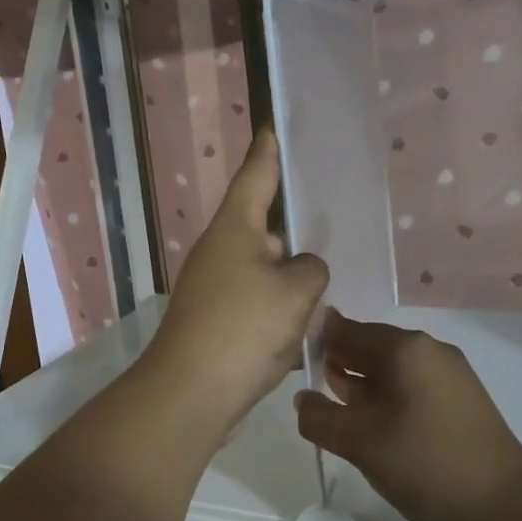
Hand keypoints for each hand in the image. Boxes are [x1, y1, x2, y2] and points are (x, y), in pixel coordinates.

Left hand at [143, 131, 327, 430]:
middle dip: (292, 232)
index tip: (271, 127)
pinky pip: (257, 306)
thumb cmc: (244, 328)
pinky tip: (303, 330)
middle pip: (264, 229)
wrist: (192, 393)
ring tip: (326, 285)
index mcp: (235, 230)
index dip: (267, 152)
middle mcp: (220, 253)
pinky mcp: (217, 323)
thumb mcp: (295, 291)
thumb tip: (300, 270)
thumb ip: (310, 269)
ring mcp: (215, 289)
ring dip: (290, 282)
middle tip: (330, 222)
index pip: (255, 177)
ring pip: (264, 272)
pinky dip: (278, 314)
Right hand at [295, 310, 521, 520]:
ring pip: (390, 371)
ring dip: (360, 384)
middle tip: (305, 384)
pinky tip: (369, 426)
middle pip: (370, 347)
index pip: (348, 329)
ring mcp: (449, 377)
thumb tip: (303, 400)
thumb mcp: (360, 442)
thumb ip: (320, 417)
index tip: (289, 357)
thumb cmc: (426, 463)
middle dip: (338, 362)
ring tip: (331, 406)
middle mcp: (429, 352)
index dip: (317, 339)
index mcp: (406, 348)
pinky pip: (410, 389)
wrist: (505, 507)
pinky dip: (384, 399)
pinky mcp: (459, 403)